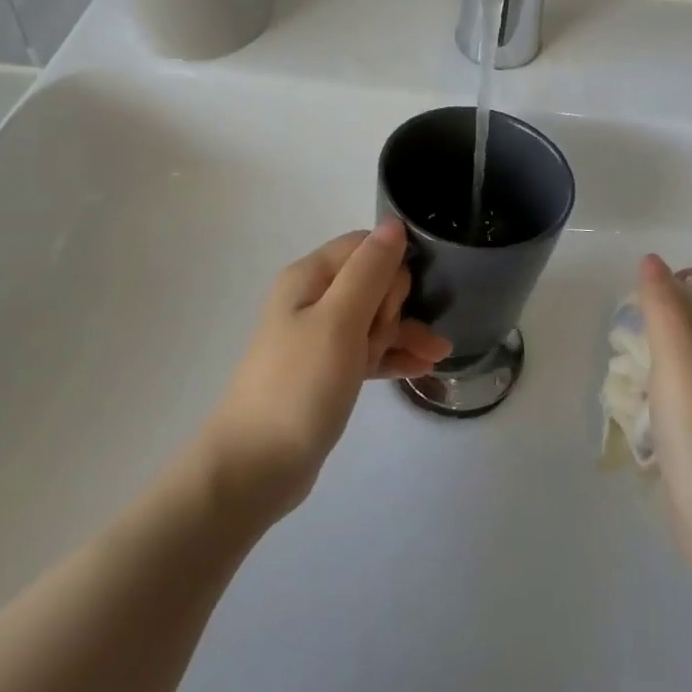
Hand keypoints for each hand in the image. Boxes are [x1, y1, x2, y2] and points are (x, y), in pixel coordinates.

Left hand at [202, 221, 451, 513]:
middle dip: (394, 306)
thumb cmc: (299, 385)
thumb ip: (370, 270)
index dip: (390, 268)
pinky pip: (369, 351)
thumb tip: (394, 223)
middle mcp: (313, 300)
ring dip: (404, 331)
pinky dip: (393, 355)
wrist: (255, 468)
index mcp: (310, 277)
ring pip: (375, 318)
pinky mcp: (328, 372)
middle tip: (381, 339)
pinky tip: (424, 366)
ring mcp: (320, 338)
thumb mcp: (339, 321)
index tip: (395, 302)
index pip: (365, 247)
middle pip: (374, 281)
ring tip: (436, 354)